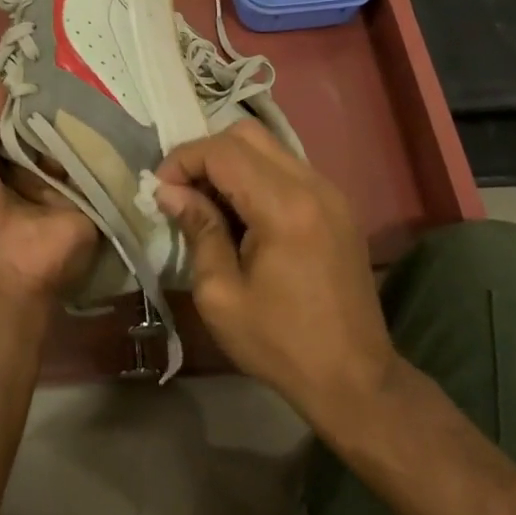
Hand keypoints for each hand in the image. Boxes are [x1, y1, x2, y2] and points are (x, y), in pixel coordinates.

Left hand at [0, 79, 98, 304]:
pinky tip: (122, 108)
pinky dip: (109, 140)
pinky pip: (102, 162)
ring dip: (85, 116)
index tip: (46, 61)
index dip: (24, 93)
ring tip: (104, 80)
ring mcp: (62, 186)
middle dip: (59, 100)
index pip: (12, 118)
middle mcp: (26, 172)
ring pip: (75, 140)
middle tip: (82, 65)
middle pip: (47, 126)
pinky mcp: (92, 199)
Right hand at [154, 122, 400, 431]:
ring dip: (231, 164)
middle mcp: (313, 185)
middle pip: (247, 134)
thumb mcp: (221, 294)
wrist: (355, 379)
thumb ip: (198, 230)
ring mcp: (331, 192)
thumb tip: (170, 192)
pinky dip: (256, 177)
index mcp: (284, 207)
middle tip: (182, 192)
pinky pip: (287, 168)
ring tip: (208, 204)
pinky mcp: (338, 207)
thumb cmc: (280, 344)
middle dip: (206, 154)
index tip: (160, 190)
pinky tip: (242, 215)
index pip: (223, 151)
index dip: (183, 161)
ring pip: (269, 147)